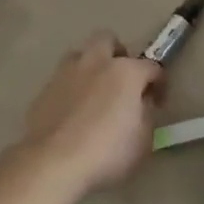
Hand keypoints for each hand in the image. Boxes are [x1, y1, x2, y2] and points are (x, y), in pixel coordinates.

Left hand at [20, 33, 163, 193]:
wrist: (52, 163)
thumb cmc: (107, 151)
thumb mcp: (144, 140)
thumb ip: (146, 115)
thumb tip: (141, 105)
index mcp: (126, 72)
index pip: (152, 66)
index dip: (159, 83)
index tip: (158, 101)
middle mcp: (95, 63)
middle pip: (108, 40)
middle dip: (118, 55)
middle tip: (123, 81)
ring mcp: (65, 74)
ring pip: (80, 56)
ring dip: (91, 67)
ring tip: (95, 93)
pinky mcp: (43, 91)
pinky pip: (63, 81)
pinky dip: (71, 89)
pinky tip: (73, 113)